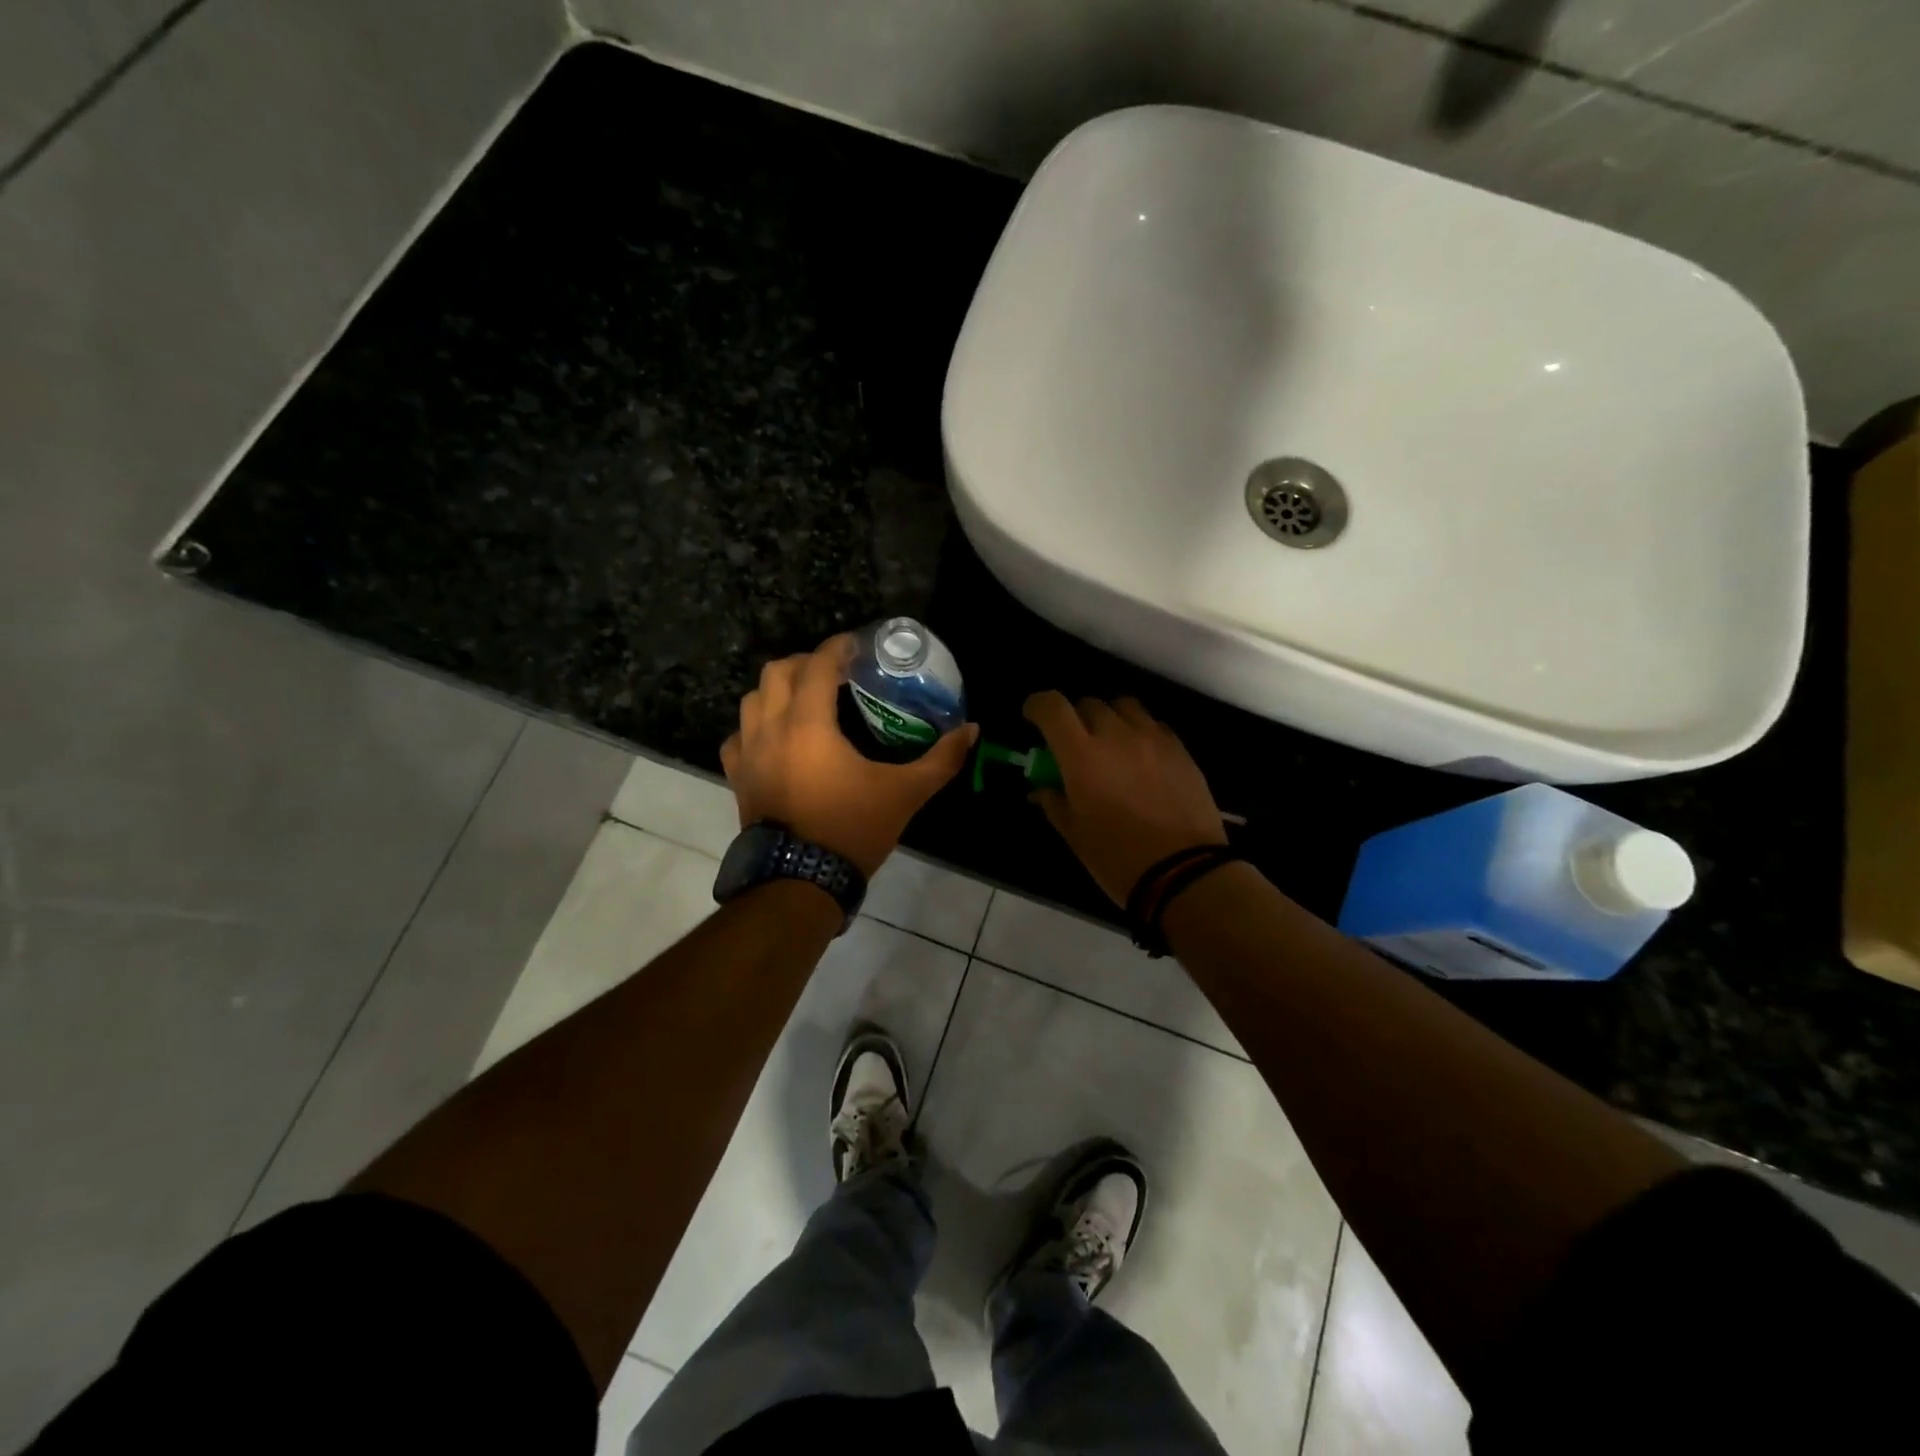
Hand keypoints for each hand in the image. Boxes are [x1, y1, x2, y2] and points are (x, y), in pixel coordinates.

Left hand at [722, 635, 977, 877]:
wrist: (800, 881)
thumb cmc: (852, 829)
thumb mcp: (905, 793)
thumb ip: (941, 759)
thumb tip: (971, 730)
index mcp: (809, 724)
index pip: (818, 665)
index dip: (838, 647)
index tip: (857, 645)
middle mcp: (771, 728)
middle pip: (777, 671)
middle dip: (806, 662)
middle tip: (835, 673)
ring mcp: (748, 753)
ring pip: (752, 699)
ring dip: (778, 689)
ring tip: (806, 700)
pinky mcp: (738, 777)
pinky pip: (738, 737)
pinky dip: (755, 727)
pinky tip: (776, 739)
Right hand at [1023, 691, 1226, 905]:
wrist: (1184, 874)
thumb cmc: (1117, 858)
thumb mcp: (1075, 835)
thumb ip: (1055, 803)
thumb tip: (1042, 790)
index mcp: (1082, 755)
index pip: (1052, 706)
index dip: (1038, 706)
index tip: (1033, 718)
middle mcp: (1116, 735)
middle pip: (1089, 703)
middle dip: (1075, 718)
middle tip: (1074, 744)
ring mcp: (1153, 739)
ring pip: (1125, 706)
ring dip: (1110, 718)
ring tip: (1111, 744)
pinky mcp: (1181, 750)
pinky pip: (1154, 725)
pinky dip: (1140, 733)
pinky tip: (1141, 759)